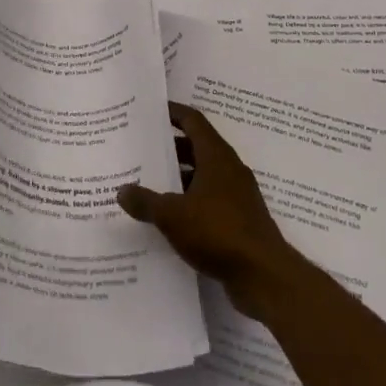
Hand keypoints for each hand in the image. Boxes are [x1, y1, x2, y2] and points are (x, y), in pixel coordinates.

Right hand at [117, 103, 302, 321]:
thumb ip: (145, 201)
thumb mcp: (173, 216)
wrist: (263, 275)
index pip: (193, 121)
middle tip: (141, 149)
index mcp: (216, 156)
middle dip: (170, 147)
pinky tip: (168, 218)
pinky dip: (189, 201)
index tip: (151, 110)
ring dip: (178, 177)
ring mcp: (237, 194)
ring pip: (202, 175)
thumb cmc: (218, 232)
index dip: (173, 112)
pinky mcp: (239, 219)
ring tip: (147, 183)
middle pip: (197, 147)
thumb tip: (121, 190)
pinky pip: (209, 199)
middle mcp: (229, 169)